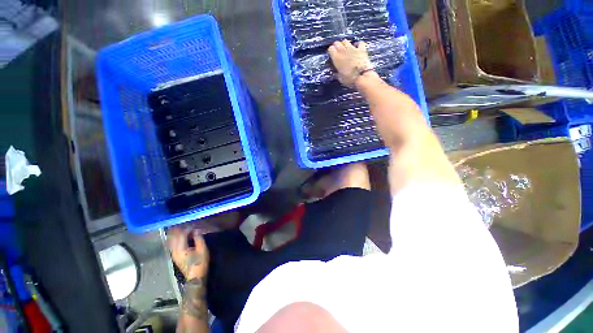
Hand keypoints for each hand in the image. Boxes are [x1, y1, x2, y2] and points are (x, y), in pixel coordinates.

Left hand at [168, 227, 208, 279]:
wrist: (195, 276)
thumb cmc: (200, 262)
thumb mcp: (202, 249)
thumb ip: (198, 238)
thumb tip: (196, 231)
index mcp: (181, 248)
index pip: (182, 234)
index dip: (187, 229)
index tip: (194, 226)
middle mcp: (174, 250)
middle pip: (173, 237)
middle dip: (178, 230)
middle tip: (183, 224)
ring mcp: (173, 253)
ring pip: (171, 241)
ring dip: (175, 234)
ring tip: (180, 228)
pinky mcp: (174, 256)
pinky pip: (171, 244)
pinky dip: (174, 239)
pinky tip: (178, 237)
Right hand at [328, 40, 373, 87]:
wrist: (362, 76)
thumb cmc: (349, 79)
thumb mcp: (340, 78)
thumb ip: (337, 73)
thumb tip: (336, 72)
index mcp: (336, 58)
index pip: (330, 49)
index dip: (331, 51)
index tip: (331, 55)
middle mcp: (343, 51)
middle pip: (337, 43)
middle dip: (337, 46)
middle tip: (337, 52)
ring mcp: (353, 48)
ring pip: (346, 41)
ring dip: (345, 44)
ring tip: (346, 49)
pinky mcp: (361, 49)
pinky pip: (359, 43)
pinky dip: (358, 44)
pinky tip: (357, 47)